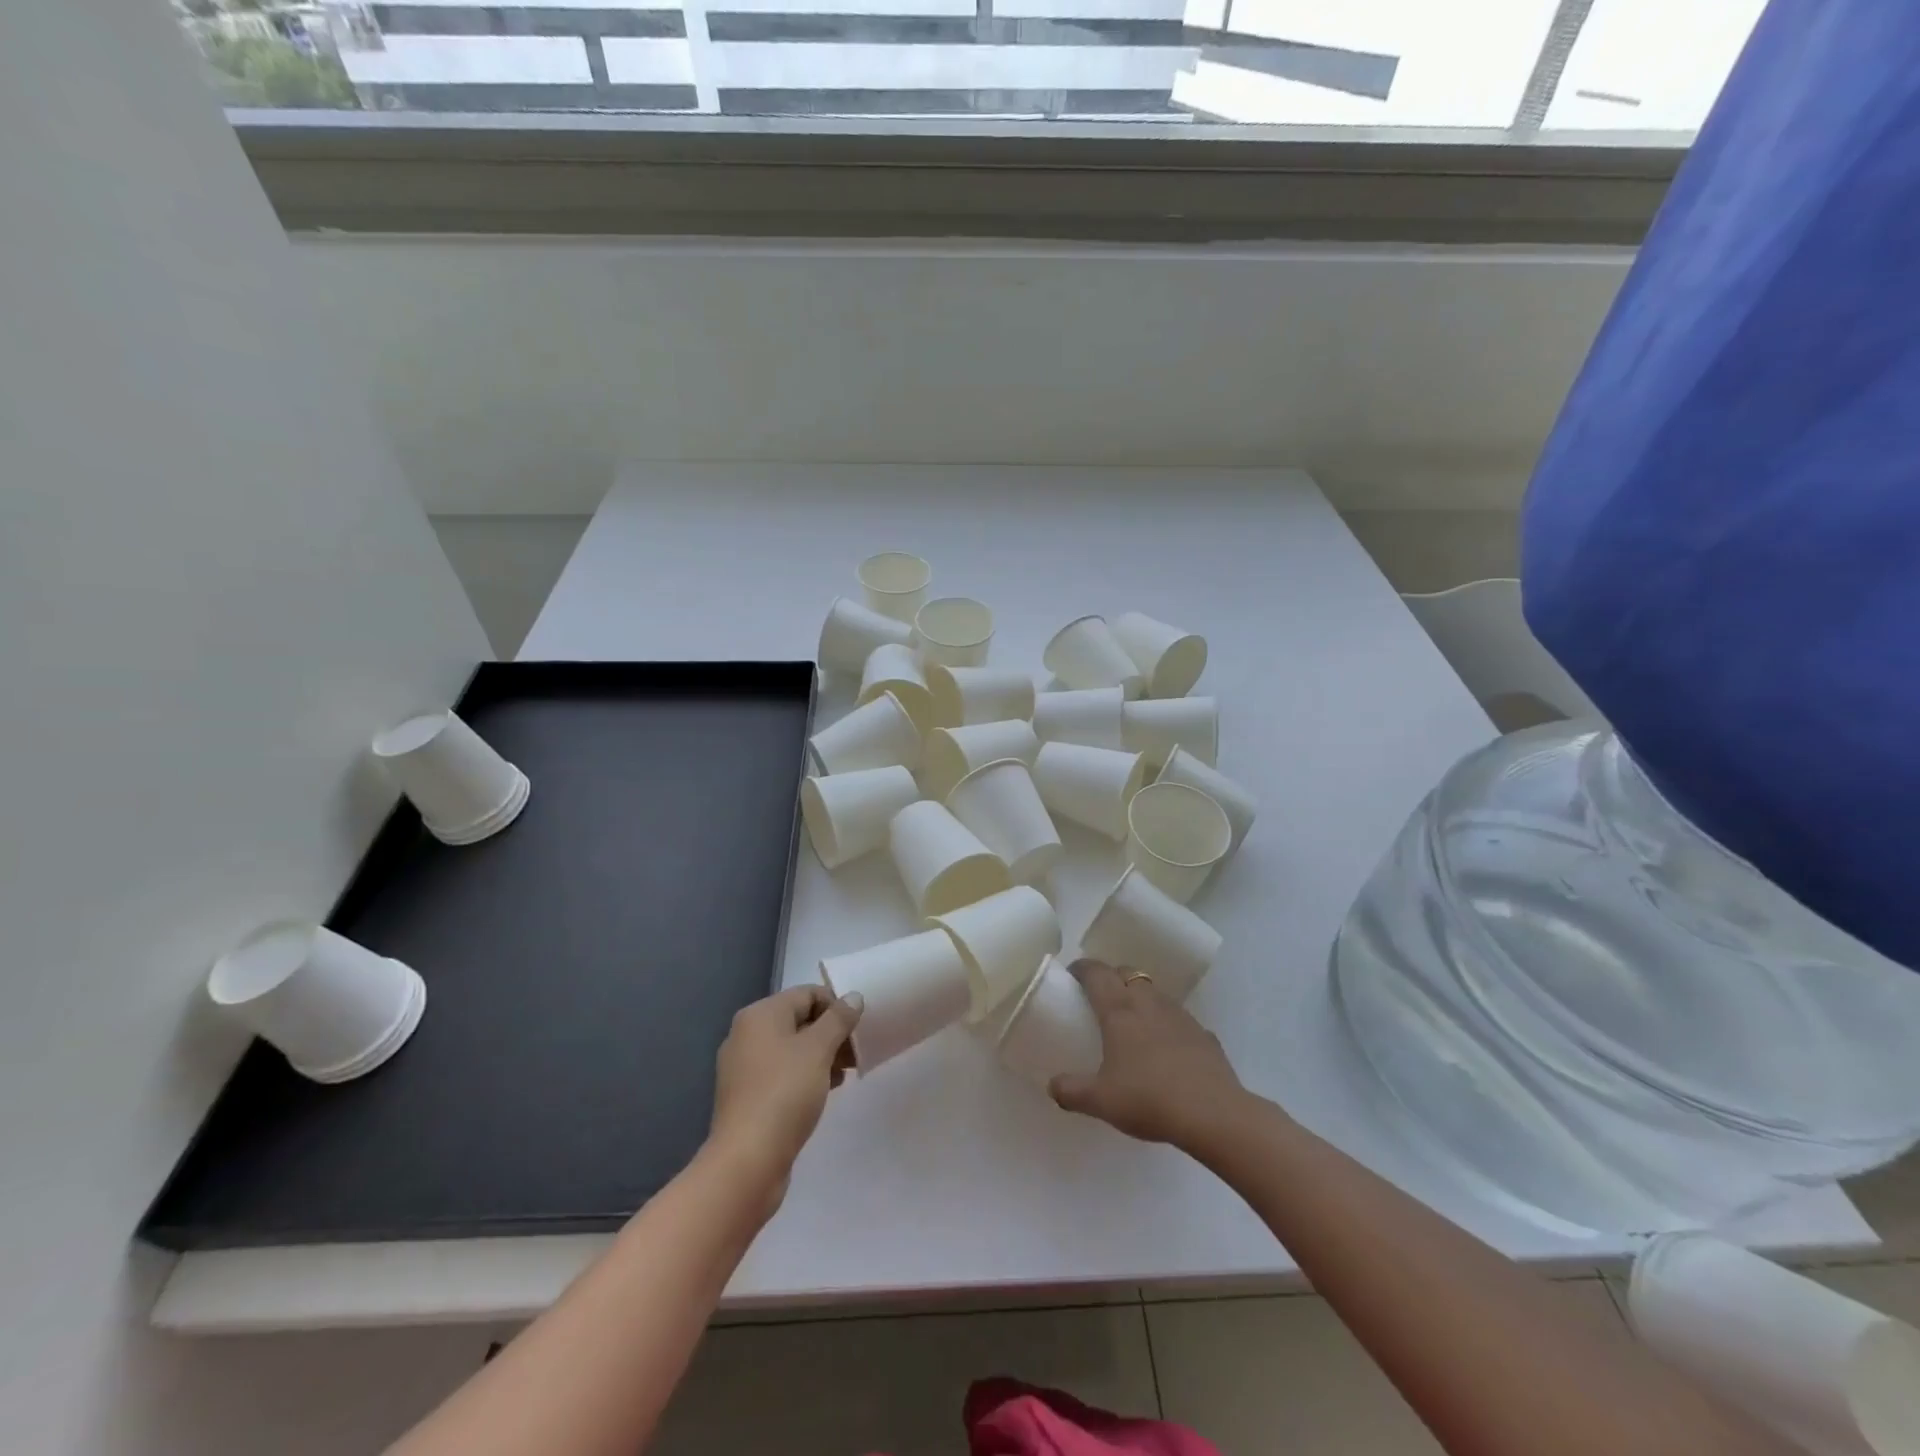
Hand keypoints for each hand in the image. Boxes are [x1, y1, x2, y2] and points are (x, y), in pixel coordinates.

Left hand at [707, 985, 862, 1213]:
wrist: (748, 1160)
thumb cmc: (785, 1093)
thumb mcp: (819, 1049)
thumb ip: (839, 1019)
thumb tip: (853, 997)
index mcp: (760, 1015)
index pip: (807, 994)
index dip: (836, 1006)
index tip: (858, 1028)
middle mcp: (747, 1034)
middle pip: (799, 1020)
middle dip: (831, 1033)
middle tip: (856, 1053)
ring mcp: (744, 1067)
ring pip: (792, 1049)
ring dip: (821, 1056)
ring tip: (844, 1075)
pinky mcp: (747, 1096)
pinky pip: (782, 1073)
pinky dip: (805, 1075)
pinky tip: (825, 1091)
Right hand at [1049, 959, 1246, 1151]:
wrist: (1213, 1114)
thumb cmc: (1148, 1099)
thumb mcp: (1100, 1101)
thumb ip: (1071, 1091)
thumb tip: (1052, 1086)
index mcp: (1119, 1010)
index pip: (1096, 973)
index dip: (1081, 968)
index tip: (1071, 975)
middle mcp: (1148, 1002)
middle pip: (1126, 972)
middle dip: (1111, 977)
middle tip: (1099, 997)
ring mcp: (1179, 1015)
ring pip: (1154, 992)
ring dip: (1140, 997)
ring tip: (1132, 1022)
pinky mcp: (1203, 1033)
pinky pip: (1178, 1019)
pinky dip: (1166, 1024)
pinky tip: (1166, 1049)